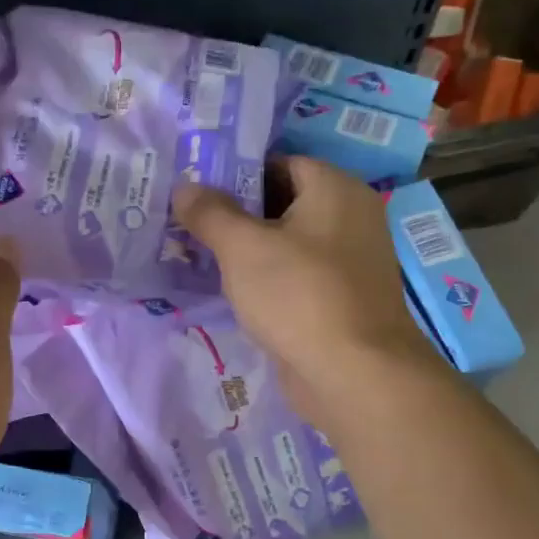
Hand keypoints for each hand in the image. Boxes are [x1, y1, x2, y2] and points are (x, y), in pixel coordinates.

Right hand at [173, 158, 446, 428]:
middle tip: (190, 225)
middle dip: (236, 214)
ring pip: (287, 243)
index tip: (196, 192)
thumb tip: (184, 187)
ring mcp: (349, 261)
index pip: (279, 163)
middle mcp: (350, 217)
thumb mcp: (242, 247)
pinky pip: (296, 275)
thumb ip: (210, 212)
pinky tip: (232, 291)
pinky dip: (267, 279)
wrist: (354, 374)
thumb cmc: (298, 295)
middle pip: (282, 202)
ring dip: (248, 250)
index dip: (235, 174)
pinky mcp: (341, 298)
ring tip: (200, 257)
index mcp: (336, 189)